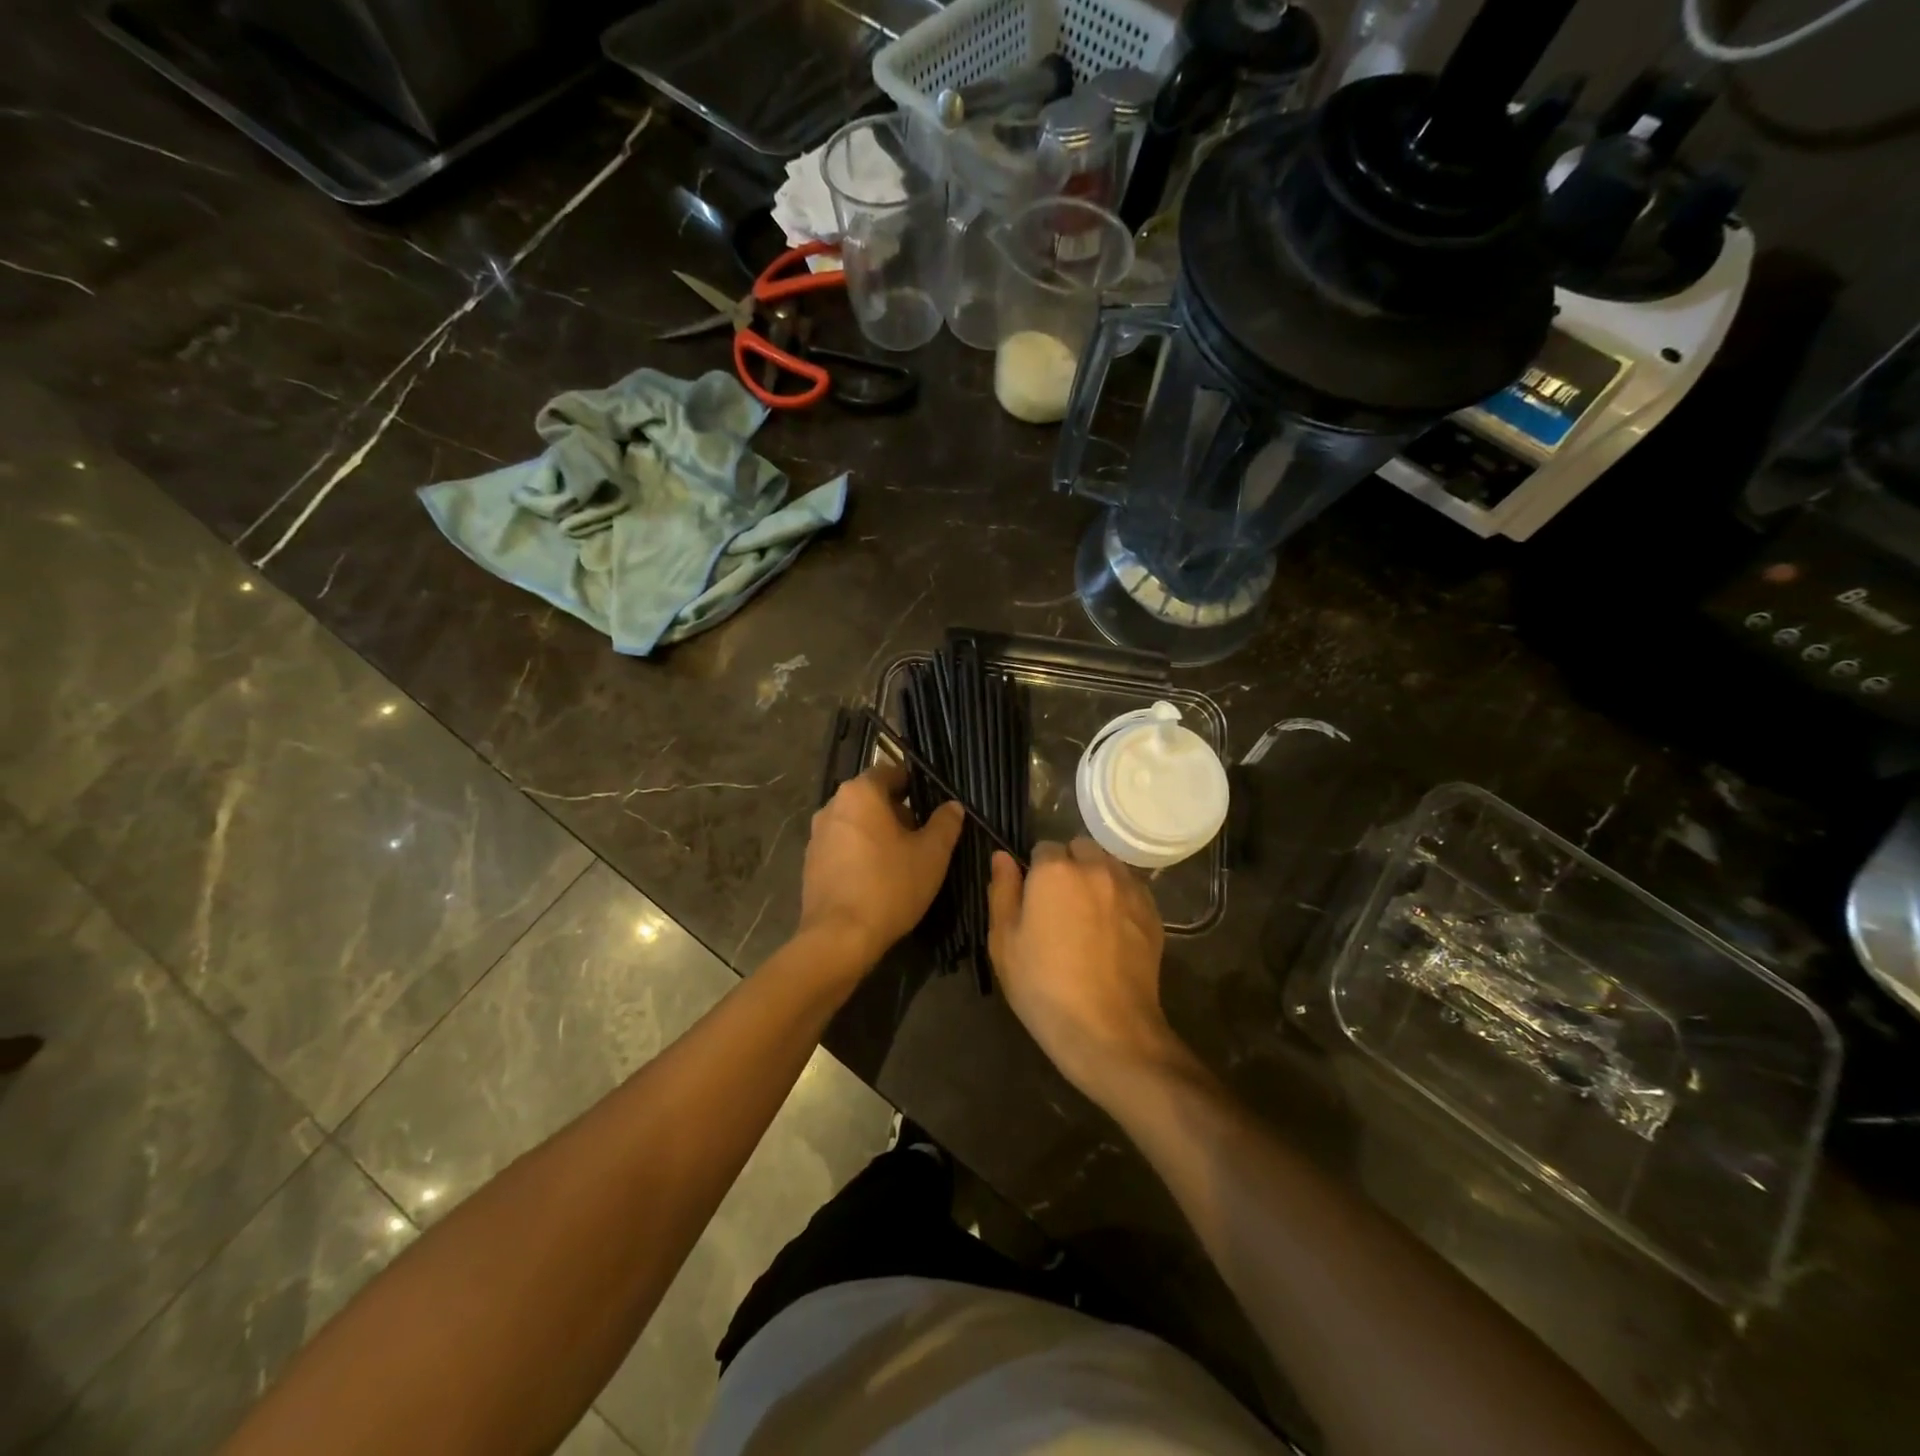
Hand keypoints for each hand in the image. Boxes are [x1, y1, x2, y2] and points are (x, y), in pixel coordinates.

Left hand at [799, 763, 963, 970]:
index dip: (915, 785)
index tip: (933, 805)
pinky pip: (842, 846)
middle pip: (872, 798)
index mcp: (860, 793)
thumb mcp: (932, 854)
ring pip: (856, 823)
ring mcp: (817, 835)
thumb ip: (945, 823)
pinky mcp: (810, 863)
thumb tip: (952, 805)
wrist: (840, 937)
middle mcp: (832, 806)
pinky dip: (860, 853)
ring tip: (902, 860)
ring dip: (878, 833)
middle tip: (923, 836)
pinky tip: (877, 878)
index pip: (891, 772)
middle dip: (898, 812)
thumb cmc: (890, 885)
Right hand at [988, 839, 1184, 1104]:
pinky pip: (1131, 888)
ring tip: (1088, 913)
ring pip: (1109, 864)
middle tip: (1059, 904)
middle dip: (1069, 865)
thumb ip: (1002, 890)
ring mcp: (1129, 889)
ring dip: (1096, 876)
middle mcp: (1095, 869)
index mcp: (1054, 871)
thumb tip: (1002, 857)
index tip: (1032, 898)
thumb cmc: (1044, 986)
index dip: (1035, 870)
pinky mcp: (1152, 913)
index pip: (1042, 847)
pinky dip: (1119, 897)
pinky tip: (1112, 929)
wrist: (1108, 1030)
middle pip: (1080, 848)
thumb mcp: (1004, 942)